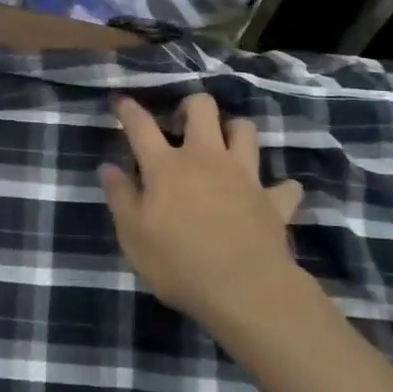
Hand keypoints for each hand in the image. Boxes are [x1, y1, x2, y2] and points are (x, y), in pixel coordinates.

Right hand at [101, 94, 304, 327]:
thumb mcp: (133, 236)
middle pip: (203, 108)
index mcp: (166, 166)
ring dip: (235, 132)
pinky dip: (279, 188)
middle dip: (191, 106)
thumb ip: (120, 197)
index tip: (121, 101)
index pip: (141, 126)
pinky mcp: (273, 200)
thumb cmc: (179, 263)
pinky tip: (271, 195)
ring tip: (225, 147)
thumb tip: (108, 168)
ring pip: (246, 130)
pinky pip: (284, 186)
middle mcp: (206, 158)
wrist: (244, 290)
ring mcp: (244, 175)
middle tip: (181, 125)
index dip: (128, 110)